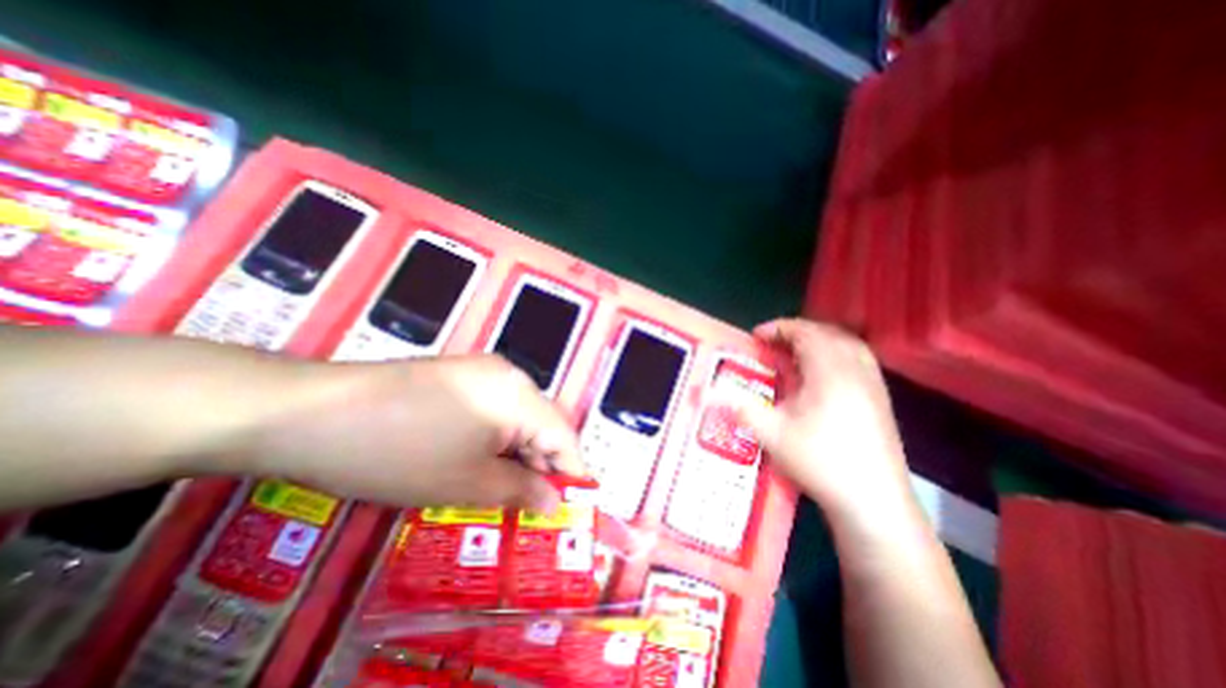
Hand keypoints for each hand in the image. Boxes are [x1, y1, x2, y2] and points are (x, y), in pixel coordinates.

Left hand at [230, 358, 583, 512]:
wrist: (310, 414)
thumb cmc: (399, 453)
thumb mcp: (466, 483)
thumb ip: (521, 491)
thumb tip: (555, 502)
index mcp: (519, 395)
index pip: (565, 435)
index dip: (573, 473)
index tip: (574, 508)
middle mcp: (509, 376)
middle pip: (543, 425)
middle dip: (544, 466)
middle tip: (537, 508)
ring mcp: (482, 372)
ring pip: (518, 418)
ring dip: (519, 454)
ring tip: (509, 491)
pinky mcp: (460, 376)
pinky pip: (495, 409)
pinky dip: (497, 439)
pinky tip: (481, 462)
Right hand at [732, 319, 913, 519]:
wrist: (874, 503)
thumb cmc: (820, 462)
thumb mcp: (772, 434)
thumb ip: (739, 407)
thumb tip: (705, 394)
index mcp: (830, 372)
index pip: (805, 333)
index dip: (778, 328)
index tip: (756, 336)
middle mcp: (856, 371)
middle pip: (828, 334)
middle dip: (797, 332)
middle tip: (773, 343)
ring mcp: (874, 385)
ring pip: (847, 345)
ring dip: (819, 341)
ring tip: (796, 353)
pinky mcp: (881, 400)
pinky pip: (859, 360)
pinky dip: (837, 355)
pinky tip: (823, 376)